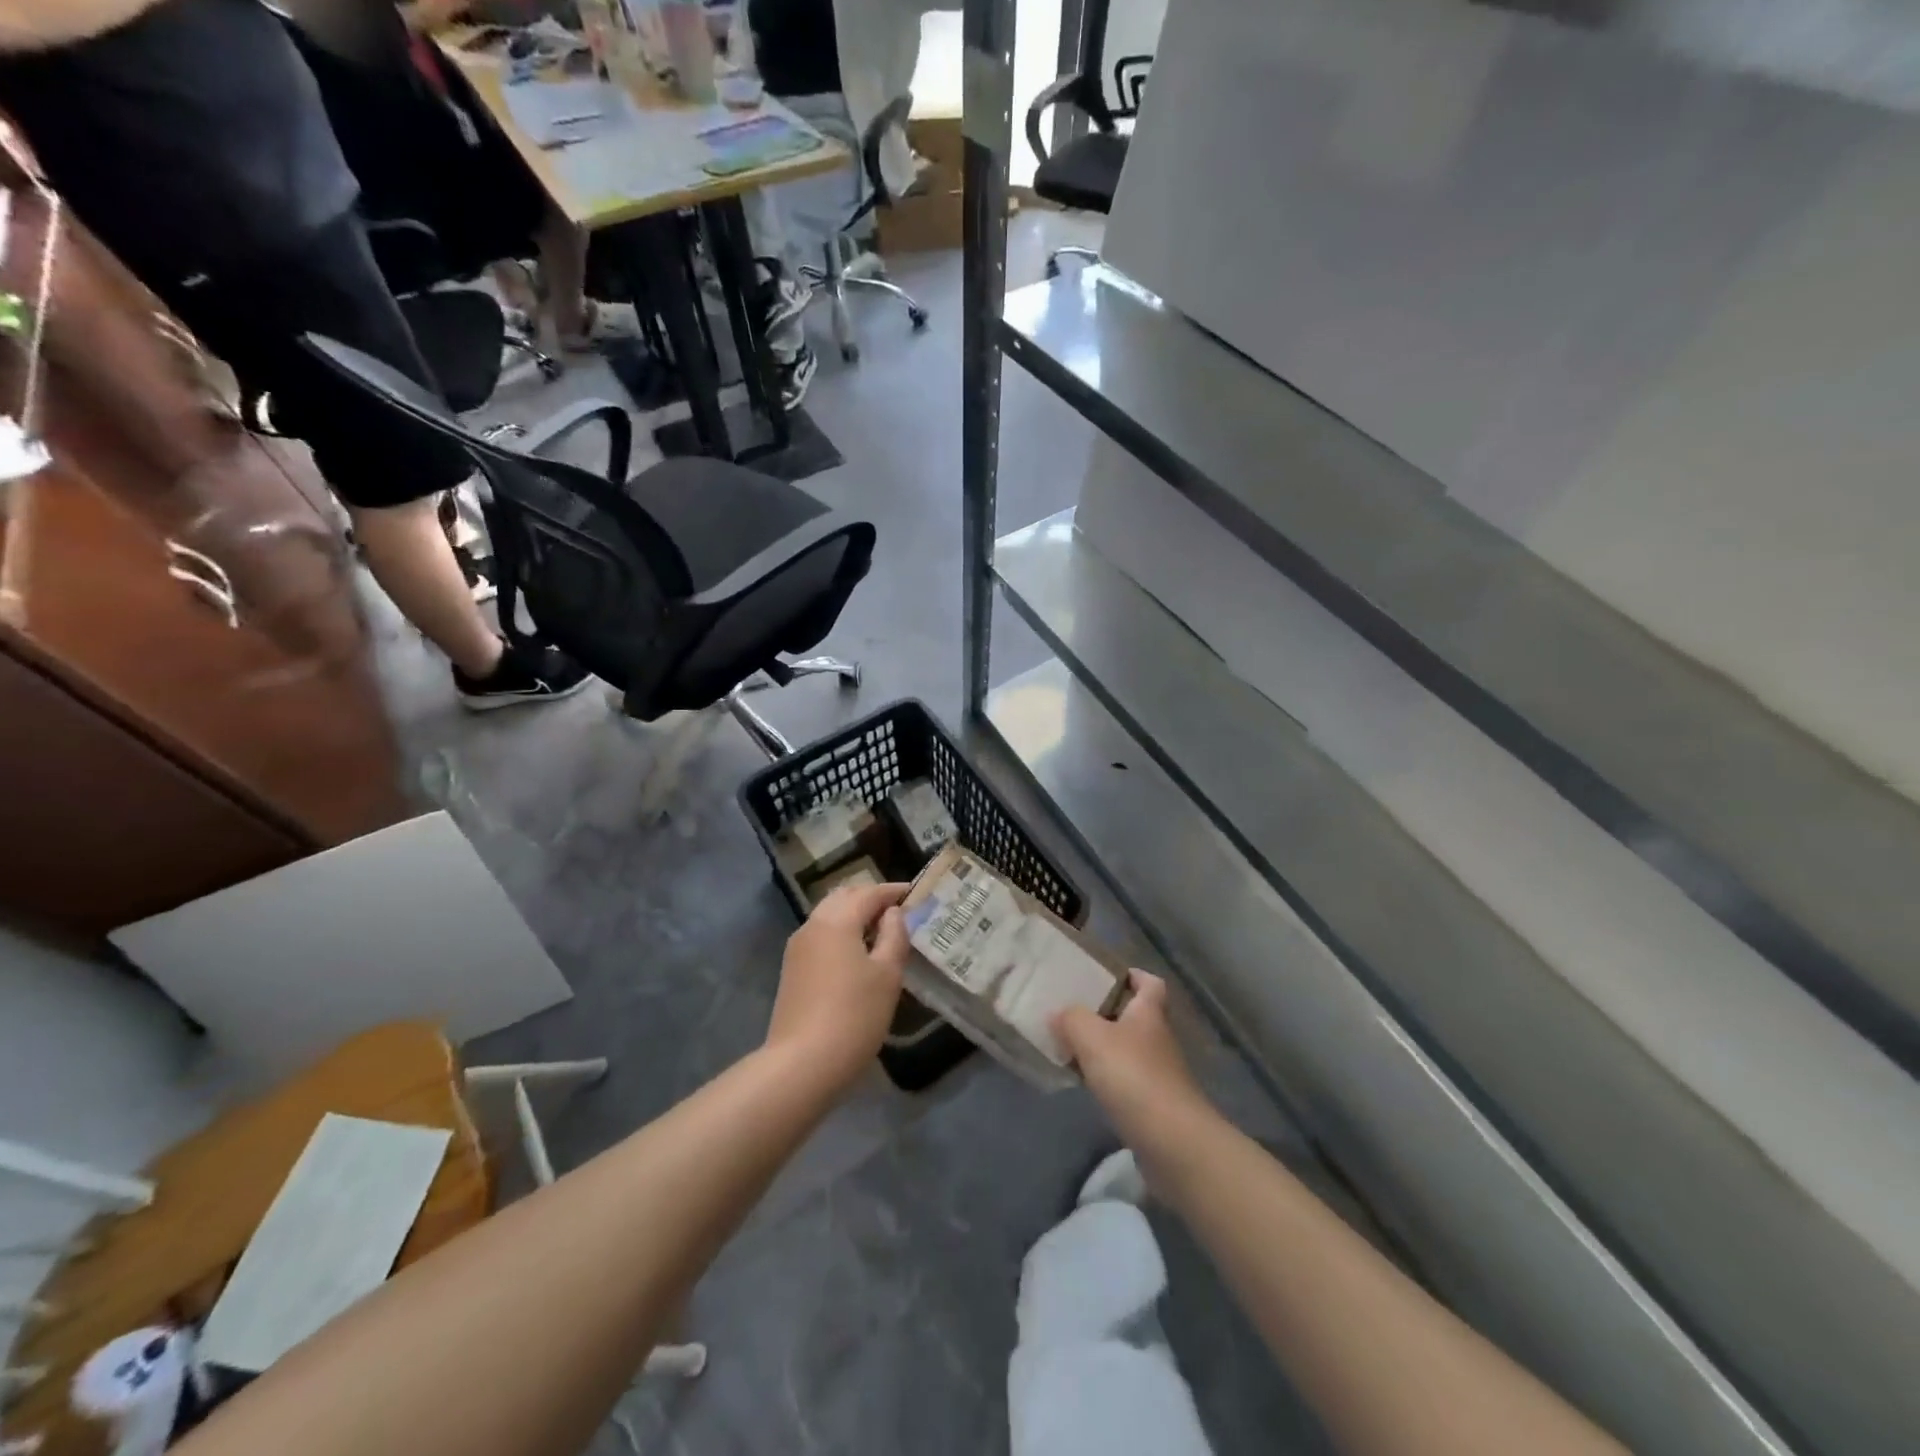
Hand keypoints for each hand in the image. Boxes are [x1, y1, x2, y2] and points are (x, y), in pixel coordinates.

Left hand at [764, 882, 909, 1091]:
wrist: (802, 1063)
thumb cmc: (854, 1015)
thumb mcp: (887, 974)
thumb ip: (894, 936)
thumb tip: (892, 913)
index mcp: (837, 920)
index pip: (869, 892)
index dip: (893, 891)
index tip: (915, 893)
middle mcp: (813, 925)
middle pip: (844, 897)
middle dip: (871, 898)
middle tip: (898, 911)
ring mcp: (798, 948)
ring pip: (829, 916)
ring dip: (854, 916)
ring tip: (881, 932)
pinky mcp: (792, 970)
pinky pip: (821, 936)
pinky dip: (841, 933)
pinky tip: (858, 954)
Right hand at [1054, 971, 1209, 1142]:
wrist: (1172, 1141)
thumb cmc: (1133, 1076)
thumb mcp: (1092, 1037)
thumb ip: (1071, 1019)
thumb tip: (1057, 1013)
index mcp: (1148, 1013)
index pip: (1150, 983)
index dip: (1132, 975)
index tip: (1106, 975)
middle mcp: (1157, 1038)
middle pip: (1135, 1016)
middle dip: (1107, 1012)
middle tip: (1074, 1010)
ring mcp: (1159, 1073)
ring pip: (1128, 1049)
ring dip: (1104, 1047)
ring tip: (1070, 1045)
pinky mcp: (1154, 1104)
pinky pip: (1126, 1080)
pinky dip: (1106, 1078)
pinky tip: (1084, 1083)